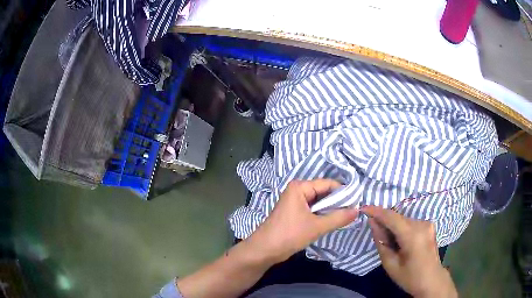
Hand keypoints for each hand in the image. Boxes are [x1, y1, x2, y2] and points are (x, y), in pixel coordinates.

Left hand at [246, 179, 358, 264]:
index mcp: (300, 187)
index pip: (328, 184)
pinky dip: (323, 215)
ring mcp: (295, 202)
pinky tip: (333, 221)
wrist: (265, 250)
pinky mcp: (295, 213)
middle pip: (323, 192)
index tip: (357, 202)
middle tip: (353, 211)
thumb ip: (338, 217)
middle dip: (337, 202)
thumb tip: (357, 210)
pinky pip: (313, 210)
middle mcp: (297, 191)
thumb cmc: (289, 234)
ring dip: (331, 209)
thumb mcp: (317, 226)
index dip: (343, 192)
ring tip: (346, 216)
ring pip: (319, 202)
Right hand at [362, 206, 457, 297]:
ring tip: (390, 242)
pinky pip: (410, 222)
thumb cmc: (410, 277)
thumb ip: (382, 242)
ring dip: (393, 226)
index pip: (391, 217)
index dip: (376, 211)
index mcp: (412, 235)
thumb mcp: (391, 264)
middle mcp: (422, 224)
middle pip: (398, 217)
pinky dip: (402, 228)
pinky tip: (400, 241)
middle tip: (376, 234)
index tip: (363, 208)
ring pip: (404, 219)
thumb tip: (373, 223)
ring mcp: (427, 224)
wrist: (432, 280)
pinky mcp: (429, 225)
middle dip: (384, 222)